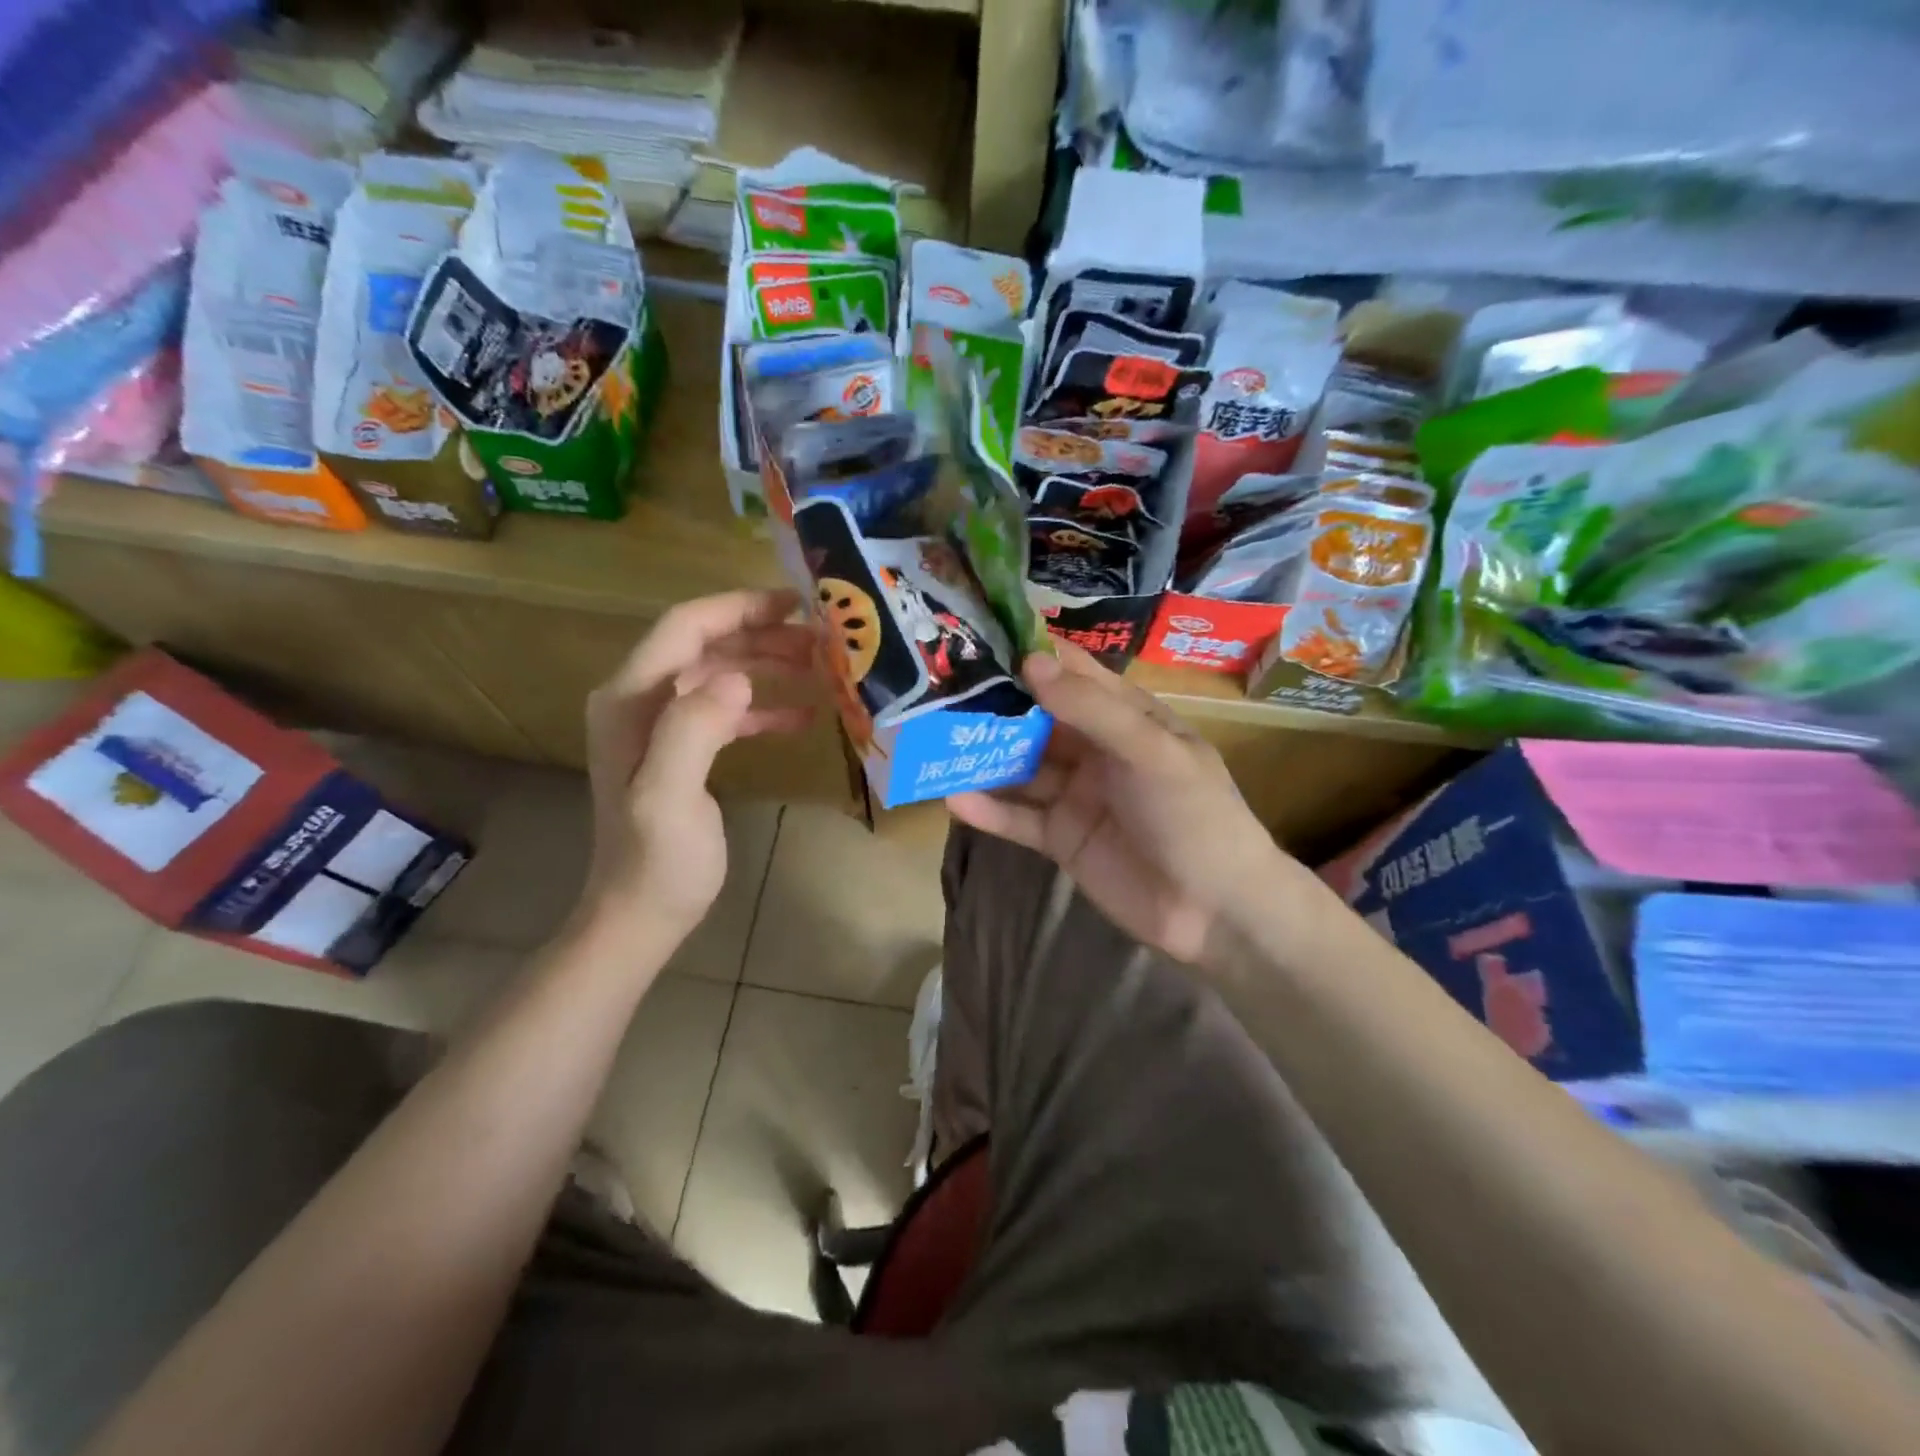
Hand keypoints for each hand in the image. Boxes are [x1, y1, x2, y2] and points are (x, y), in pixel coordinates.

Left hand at [577, 590, 816, 944]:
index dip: (739, 607)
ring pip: (719, 673)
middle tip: (820, 640)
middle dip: (762, 635)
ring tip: (818, 667)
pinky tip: (803, 716)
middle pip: (705, 645)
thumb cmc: (656, 862)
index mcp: (631, 700)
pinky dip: (762, 707)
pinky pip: (726, 711)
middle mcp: (640, 701)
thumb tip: (738, 678)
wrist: (639, 915)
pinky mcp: (682, 750)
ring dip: (766, 665)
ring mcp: (660, 726)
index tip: (795, 603)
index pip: (684, 628)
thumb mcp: (668, 797)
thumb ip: (694, 729)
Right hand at [948, 641, 1299, 963]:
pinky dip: (989, 810)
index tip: (980, 642)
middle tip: (940, 693)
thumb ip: (1090, 709)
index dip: (1032, 659)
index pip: (1074, 676)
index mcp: (1128, 719)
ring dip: (984, 759)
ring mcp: (1077, 796)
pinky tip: (954, 800)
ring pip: (1021, 769)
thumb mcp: (1151, 751)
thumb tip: (1030, 662)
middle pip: (1037, 722)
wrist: (1216, 911)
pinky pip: (1019, 818)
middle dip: (995, 709)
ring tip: (935, 743)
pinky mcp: (1061, 840)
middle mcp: (1097, 751)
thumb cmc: (1194, 815)